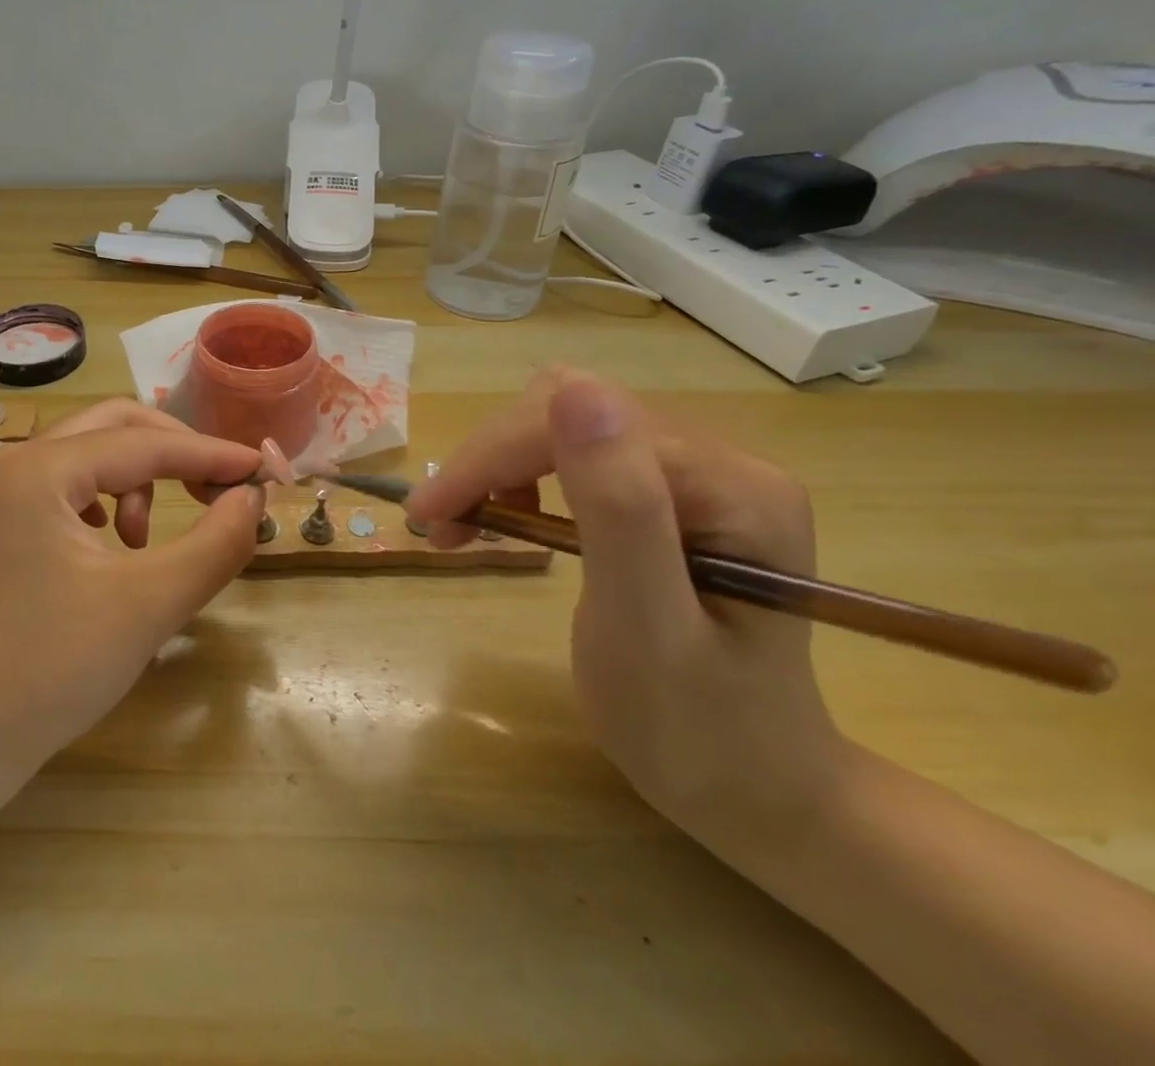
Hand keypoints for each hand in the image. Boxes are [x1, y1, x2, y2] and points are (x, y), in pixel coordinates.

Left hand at [0, 400, 265, 778]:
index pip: (144, 443)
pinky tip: (112, 547)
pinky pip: (65, 486)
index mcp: (38, 470)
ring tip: (145, 542)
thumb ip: (215, 543)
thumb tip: (254, 498)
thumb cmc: (50, 671)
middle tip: (216, 490)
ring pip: (88, 454)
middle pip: (112, 427)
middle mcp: (12, 464)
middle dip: (173, 452)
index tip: (263, 470)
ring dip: (136, 480)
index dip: (209, 454)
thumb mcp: (148, 605)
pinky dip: (105, 500)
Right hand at [406, 368, 849, 844]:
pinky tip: (511, 519)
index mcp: (731, 487)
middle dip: (490, 460)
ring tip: (464, 525)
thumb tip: (575, 392)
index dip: (493, 458)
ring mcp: (698, 473)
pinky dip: (522, 478)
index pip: (581, 423)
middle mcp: (721, 460)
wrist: (755, 791)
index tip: (428, 515)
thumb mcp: (646, 628)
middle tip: (440, 525)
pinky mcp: (672, 493)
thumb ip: (618, 507)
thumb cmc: (696, 732)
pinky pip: (576, 452)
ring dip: (499, 466)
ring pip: (563, 423)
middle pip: (568, 410)